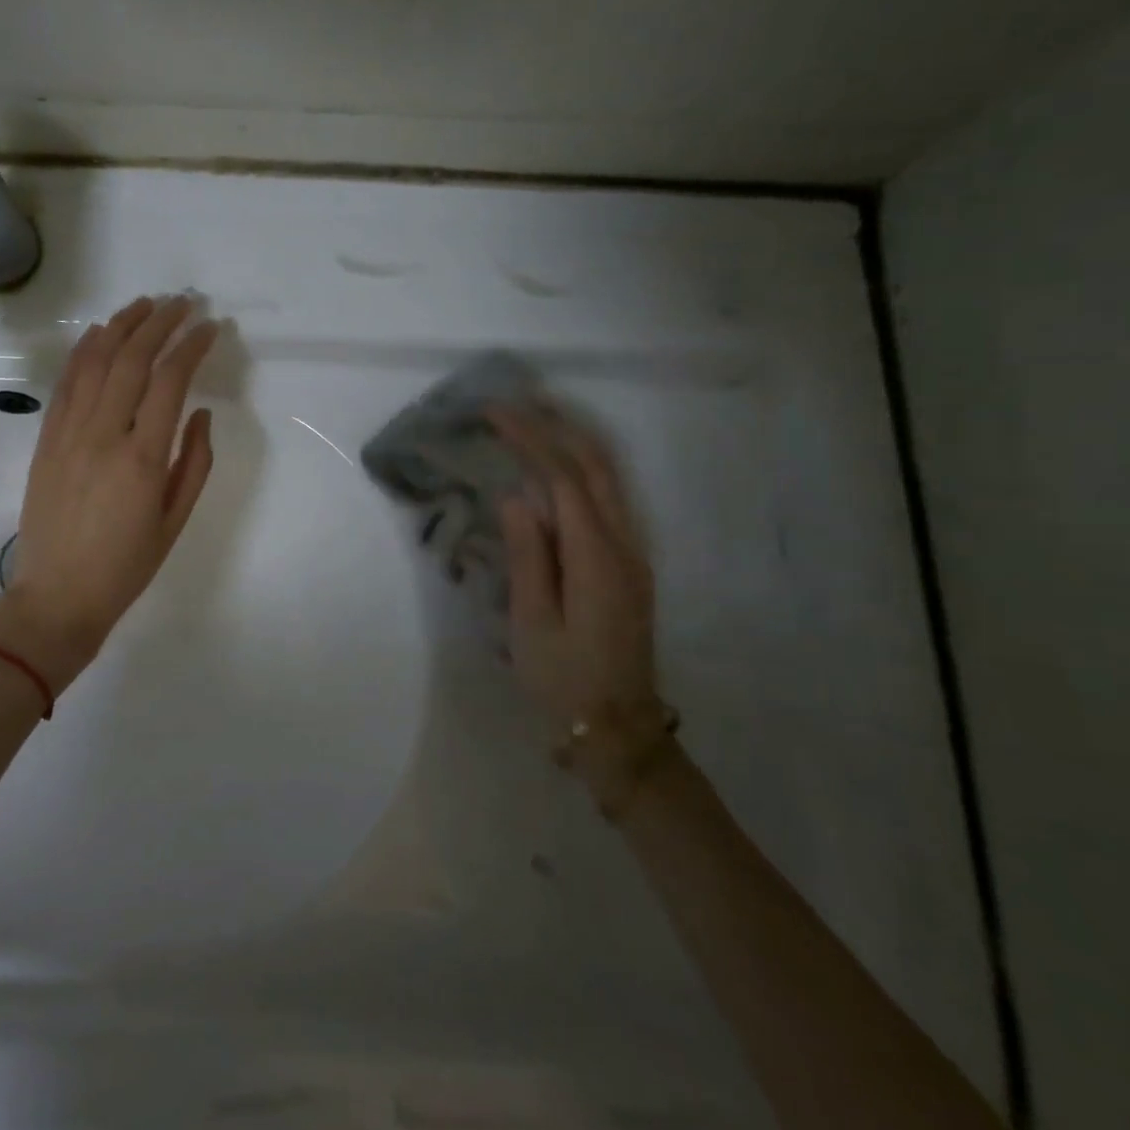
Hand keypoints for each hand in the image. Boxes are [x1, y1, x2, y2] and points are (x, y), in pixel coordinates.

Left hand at [0, 295, 217, 689]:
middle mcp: (103, 434)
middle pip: (131, 359)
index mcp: (142, 458)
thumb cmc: (126, 565)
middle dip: (160, 323)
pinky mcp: (46, 439)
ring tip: (145, 304)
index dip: (191, 346)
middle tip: (183, 302)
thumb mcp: (175, 520)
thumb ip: (194, 461)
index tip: (210, 327)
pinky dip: (83, 351)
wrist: (57, 596)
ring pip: (95, 362)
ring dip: (121, 326)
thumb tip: (200, 412)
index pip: (169, 381)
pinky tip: (99, 333)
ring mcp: (68, 433)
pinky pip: (66, 383)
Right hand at [492, 404, 664, 786]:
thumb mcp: (533, 621)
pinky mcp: (630, 564)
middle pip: (596, 466)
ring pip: (610, 478)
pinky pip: (610, 497)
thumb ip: (528, 554)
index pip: (563, 478)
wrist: (617, 728)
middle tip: (516, 402)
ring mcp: (633, 553)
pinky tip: (559, 464)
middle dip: (556, 426)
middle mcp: (624, 544)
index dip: (530, 438)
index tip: (495, 413)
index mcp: (596, 558)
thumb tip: (516, 495)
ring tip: (536, 418)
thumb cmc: (563, 678)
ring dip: (574, 441)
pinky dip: (584, 467)